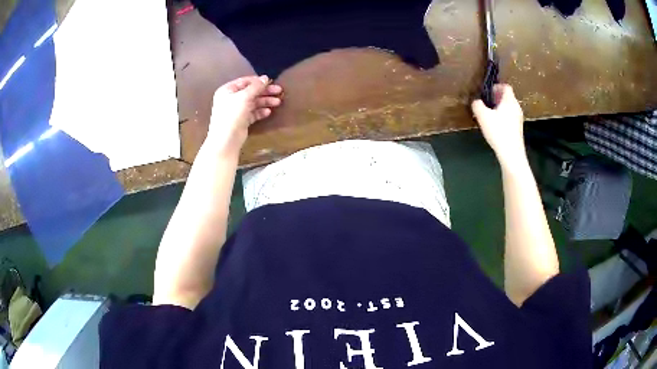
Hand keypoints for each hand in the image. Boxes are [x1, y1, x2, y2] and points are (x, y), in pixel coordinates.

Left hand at [207, 75, 282, 153]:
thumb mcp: (244, 97)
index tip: (271, 81)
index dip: (258, 81)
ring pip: (253, 103)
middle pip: (251, 92)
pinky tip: (268, 112)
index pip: (245, 81)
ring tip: (278, 102)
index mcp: (227, 90)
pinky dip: (261, 112)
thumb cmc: (232, 114)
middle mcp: (231, 99)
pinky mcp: (241, 121)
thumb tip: (266, 78)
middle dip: (265, 92)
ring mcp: (236, 110)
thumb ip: (256, 87)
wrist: (226, 140)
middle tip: (279, 91)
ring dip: (265, 101)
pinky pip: (253, 113)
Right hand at [472, 84, 525, 166]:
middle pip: (507, 97)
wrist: (511, 154)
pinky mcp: (518, 129)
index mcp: (510, 100)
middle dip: (497, 98)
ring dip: (499, 109)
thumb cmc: (498, 131)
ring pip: (508, 108)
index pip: (505, 86)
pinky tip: (495, 126)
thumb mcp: (483, 116)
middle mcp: (516, 107)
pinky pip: (510, 118)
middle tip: (486, 103)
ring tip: (489, 115)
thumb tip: (476, 102)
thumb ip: (477, 105)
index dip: (496, 87)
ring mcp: (519, 119)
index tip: (488, 93)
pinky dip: (503, 118)